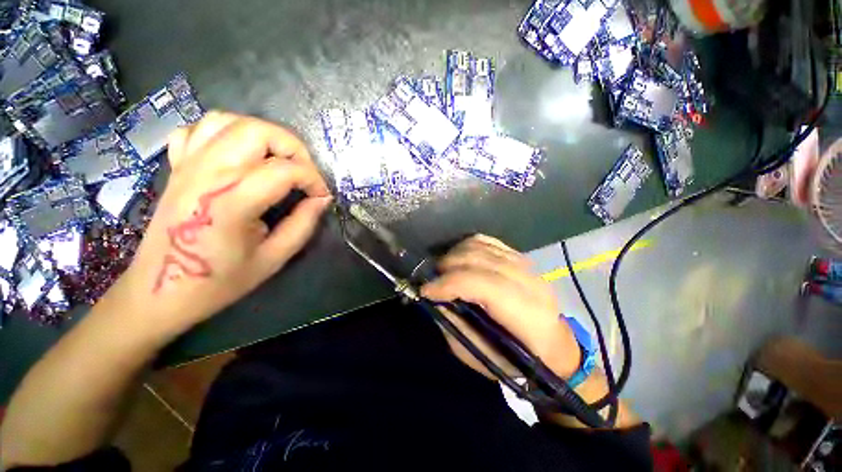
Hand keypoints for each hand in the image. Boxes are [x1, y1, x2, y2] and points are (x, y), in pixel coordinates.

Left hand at [110, 112, 330, 338]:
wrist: (160, 291)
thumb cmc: (219, 281)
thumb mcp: (274, 258)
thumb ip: (303, 224)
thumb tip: (321, 200)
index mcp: (232, 201)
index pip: (285, 170)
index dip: (314, 180)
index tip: (322, 196)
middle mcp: (207, 173)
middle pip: (257, 131)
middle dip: (293, 147)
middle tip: (304, 172)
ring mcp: (187, 165)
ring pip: (228, 121)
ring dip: (262, 134)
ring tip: (277, 159)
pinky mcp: (177, 167)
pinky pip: (198, 129)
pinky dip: (225, 132)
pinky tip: (238, 154)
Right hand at [421, 235, 580, 378]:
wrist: (553, 346)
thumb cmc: (516, 360)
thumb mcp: (480, 355)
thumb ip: (455, 324)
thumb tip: (434, 296)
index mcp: (527, 316)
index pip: (484, 285)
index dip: (450, 284)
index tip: (426, 290)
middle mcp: (530, 283)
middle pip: (480, 260)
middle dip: (447, 267)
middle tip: (431, 280)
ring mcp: (526, 265)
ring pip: (481, 245)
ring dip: (454, 254)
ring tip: (443, 270)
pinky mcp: (520, 257)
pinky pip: (487, 241)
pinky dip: (467, 246)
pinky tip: (459, 259)